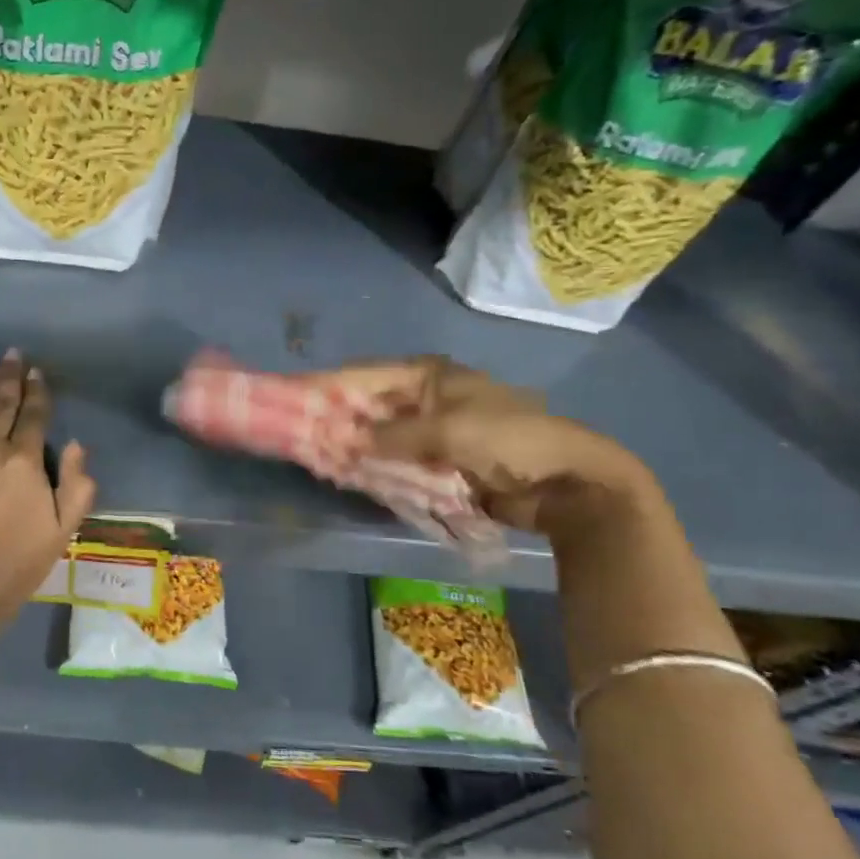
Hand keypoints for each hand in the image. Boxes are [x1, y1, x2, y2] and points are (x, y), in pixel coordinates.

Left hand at [0, 350, 95, 622]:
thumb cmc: (18, 563)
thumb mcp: (64, 530)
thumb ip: (78, 485)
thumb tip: (77, 444)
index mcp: (25, 461)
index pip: (34, 415)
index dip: (37, 391)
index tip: (36, 372)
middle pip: (0, 405)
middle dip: (9, 378)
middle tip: (11, 355)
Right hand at [321, 357, 650, 533]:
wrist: (565, 483)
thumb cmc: (508, 441)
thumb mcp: (447, 431)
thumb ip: (392, 436)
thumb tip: (344, 442)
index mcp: (429, 376)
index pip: (366, 375)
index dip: (330, 386)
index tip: (294, 399)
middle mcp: (426, 397)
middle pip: (370, 406)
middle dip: (340, 421)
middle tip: (303, 437)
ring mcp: (432, 430)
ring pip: (381, 436)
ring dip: (356, 448)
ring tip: (319, 459)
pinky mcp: (438, 460)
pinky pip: (397, 461)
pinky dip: (377, 468)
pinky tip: (352, 477)